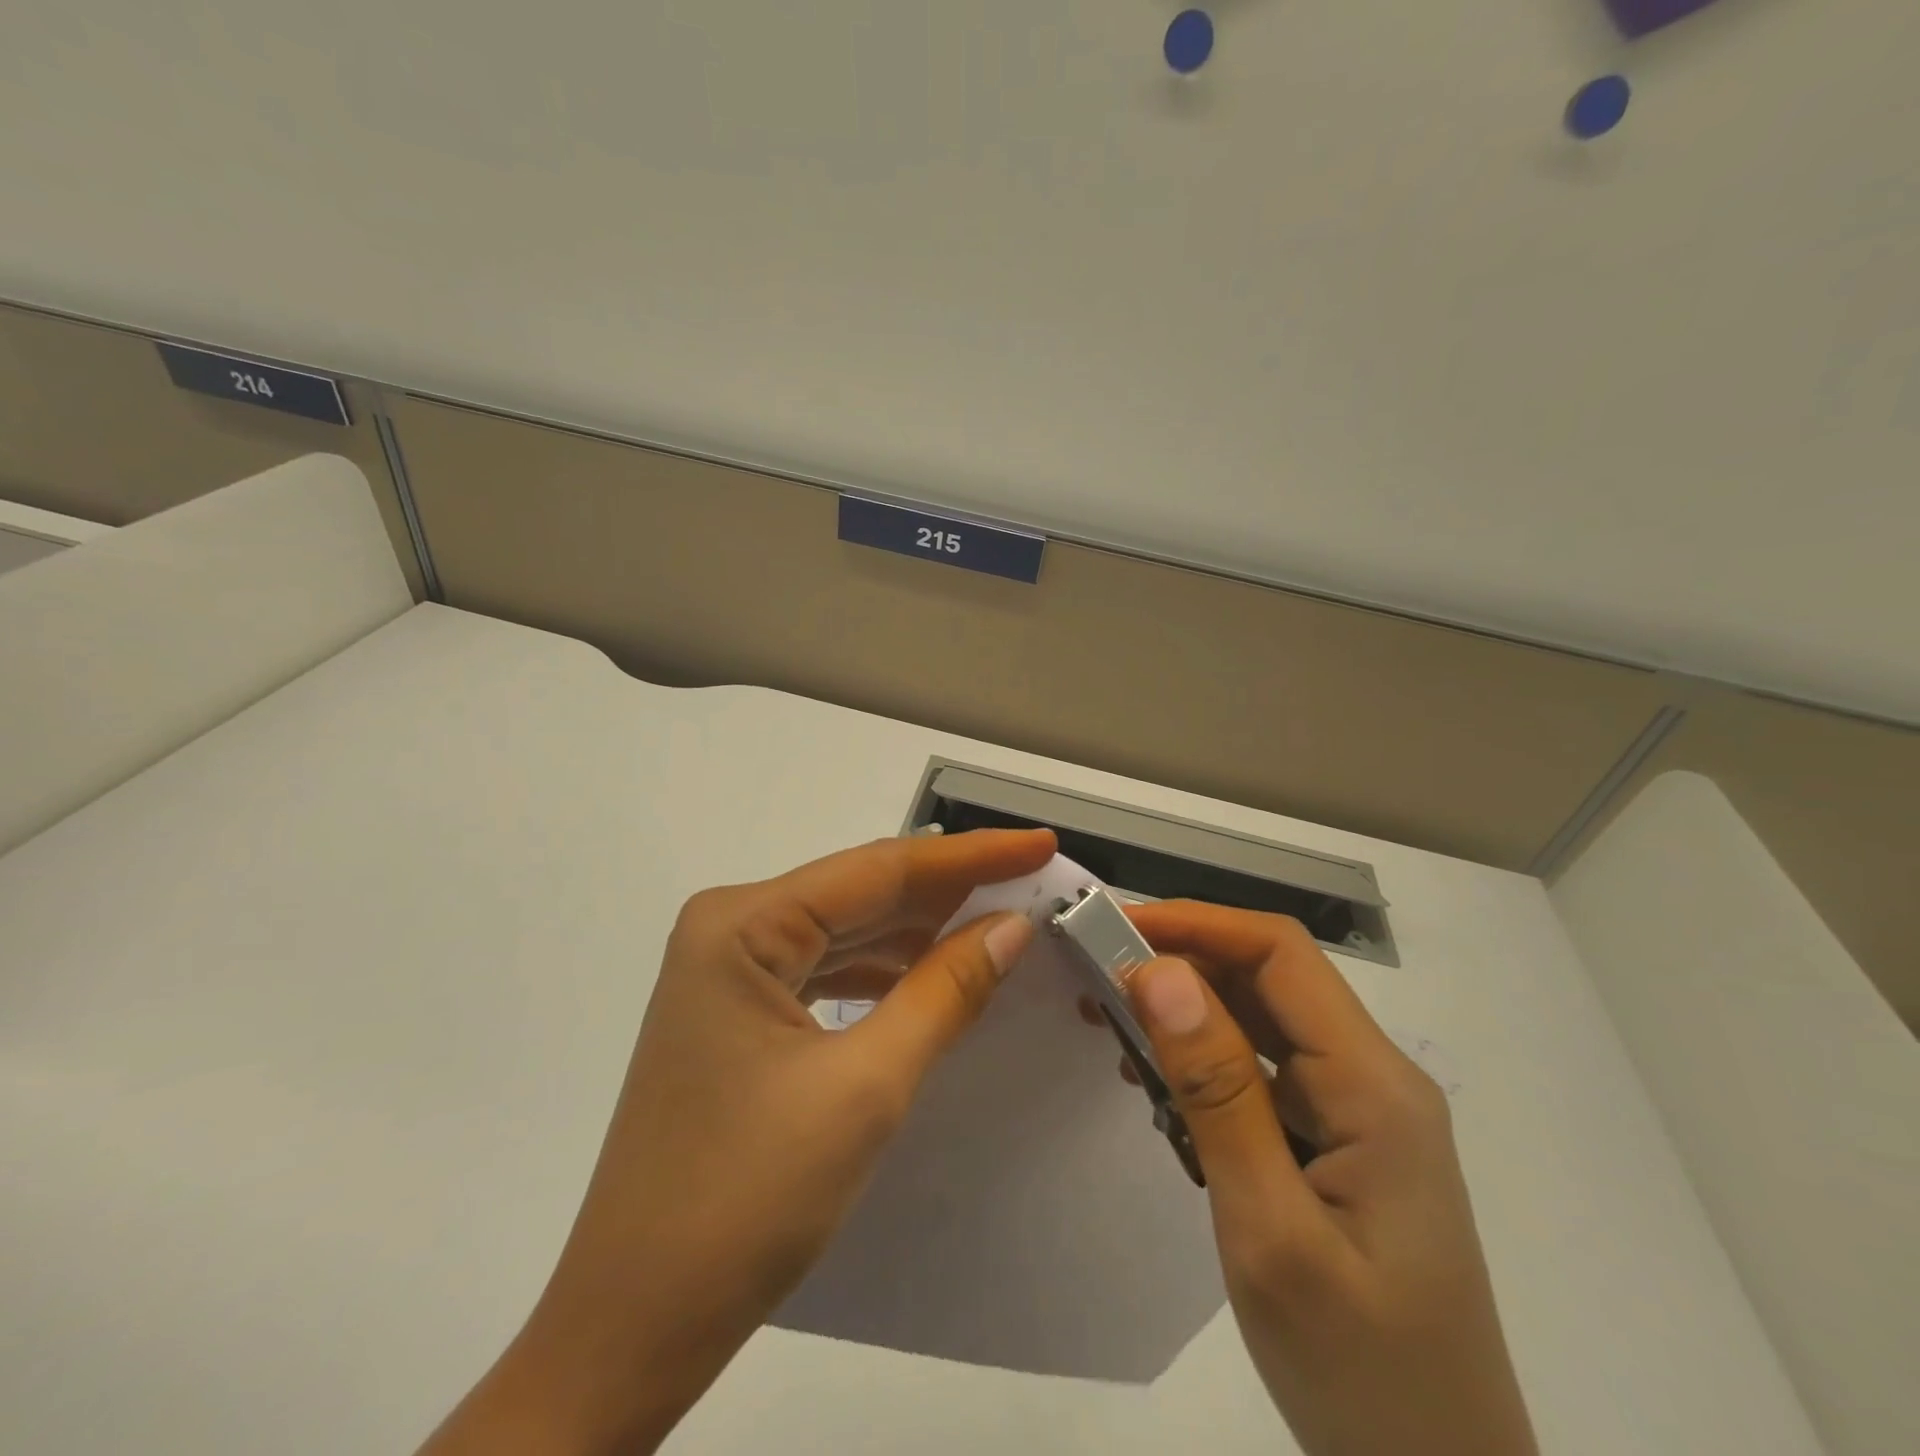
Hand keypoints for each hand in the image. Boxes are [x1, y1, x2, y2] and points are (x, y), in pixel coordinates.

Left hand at [418, 827, 1055, 1455]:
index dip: (970, 856)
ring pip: (846, 929)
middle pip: (861, 893)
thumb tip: (1013, 926)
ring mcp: (729, 969)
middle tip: (1032, 881)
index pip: (878, 868)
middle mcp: (729, 927)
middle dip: (949, 890)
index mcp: (742, 923)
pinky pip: (826, 968)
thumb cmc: (747, 1198)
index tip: (1039, 843)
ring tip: (998, 921)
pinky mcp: (738, 1010)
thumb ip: (945, 991)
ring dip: (920, 930)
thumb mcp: (866, 1086)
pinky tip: (931, 973)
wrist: (635, 1322)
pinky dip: (883, 970)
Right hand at [1122, 902, 1536, 1455]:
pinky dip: (1201, 1061)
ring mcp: (1356, 1111)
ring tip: (1110, 1022)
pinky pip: (1261, 1071)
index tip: (1114, 929)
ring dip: (1184, 1012)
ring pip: (1260, 1021)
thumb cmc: (1360, 1370)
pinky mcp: (1335, 1142)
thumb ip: (1217, 1092)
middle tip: (1094, 976)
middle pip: (1267, 979)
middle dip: (1179, 962)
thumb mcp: (1270, 1230)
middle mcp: (1371, 1078)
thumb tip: (1159, 973)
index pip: (1279, 953)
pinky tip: (1155, 1083)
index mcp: (1372, 1085)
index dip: (1196, 923)